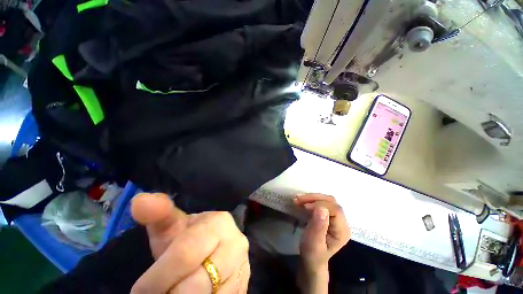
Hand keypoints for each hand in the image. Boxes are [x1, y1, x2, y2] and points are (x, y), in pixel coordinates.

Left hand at [130, 193, 250, 293]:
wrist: (213, 248)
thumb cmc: (188, 236)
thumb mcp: (173, 224)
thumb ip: (158, 213)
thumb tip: (140, 200)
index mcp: (220, 223)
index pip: (187, 252)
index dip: (159, 277)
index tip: (139, 291)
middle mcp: (236, 244)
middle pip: (198, 283)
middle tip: (158, 293)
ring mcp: (243, 268)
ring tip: (174, 291)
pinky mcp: (243, 288)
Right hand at [294, 194, 349, 293]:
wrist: (312, 260)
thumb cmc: (312, 254)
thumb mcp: (313, 244)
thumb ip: (318, 227)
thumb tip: (321, 208)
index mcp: (342, 231)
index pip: (335, 210)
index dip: (320, 205)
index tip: (305, 207)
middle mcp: (341, 222)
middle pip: (331, 202)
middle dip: (314, 198)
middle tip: (298, 199)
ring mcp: (335, 218)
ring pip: (326, 199)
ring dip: (311, 197)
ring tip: (298, 199)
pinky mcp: (328, 215)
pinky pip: (321, 202)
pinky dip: (311, 200)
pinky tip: (302, 201)